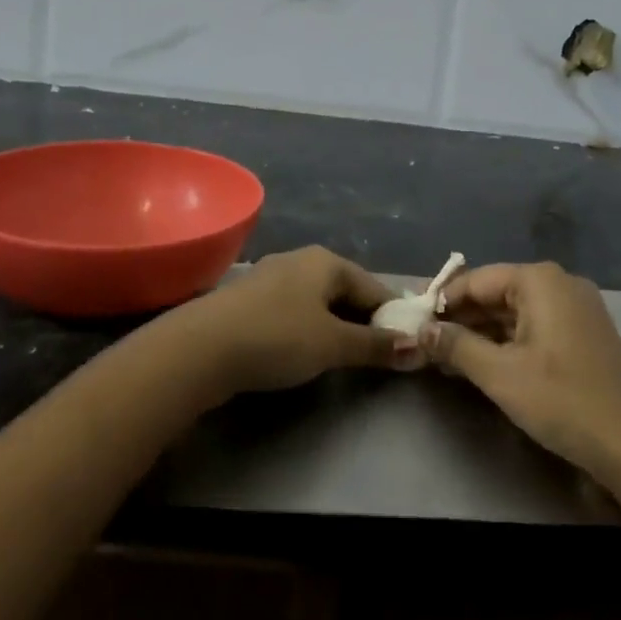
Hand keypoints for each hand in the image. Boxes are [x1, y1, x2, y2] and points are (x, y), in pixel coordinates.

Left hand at [172, 246, 416, 397]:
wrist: (201, 348)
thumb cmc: (277, 337)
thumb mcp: (333, 344)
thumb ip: (375, 346)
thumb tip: (418, 347)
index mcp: (326, 261)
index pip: (375, 287)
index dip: (393, 317)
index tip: (406, 349)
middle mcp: (301, 260)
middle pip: (346, 291)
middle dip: (363, 322)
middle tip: (377, 358)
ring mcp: (271, 278)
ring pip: (318, 302)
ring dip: (334, 327)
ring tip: (344, 359)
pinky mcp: (250, 300)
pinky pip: (293, 311)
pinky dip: (307, 329)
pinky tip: (304, 352)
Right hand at [423, 262, 620, 489]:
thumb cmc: (564, 401)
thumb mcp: (500, 375)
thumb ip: (456, 347)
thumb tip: (422, 330)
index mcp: (540, 281)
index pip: (476, 280)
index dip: (442, 300)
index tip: (413, 320)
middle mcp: (560, 284)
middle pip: (496, 294)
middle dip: (461, 319)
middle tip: (426, 342)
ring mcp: (578, 309)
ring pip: (515, 313)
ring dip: (482, 334)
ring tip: (447, 357)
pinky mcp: (586, 335)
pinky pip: (536, 327)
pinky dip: (508, 342)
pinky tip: (484, 364)